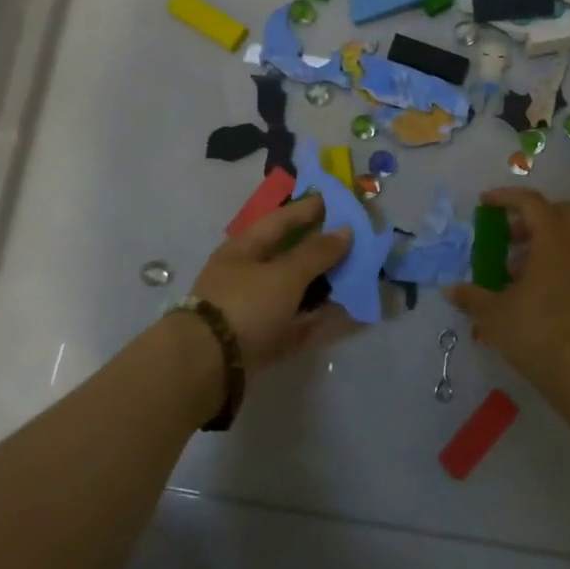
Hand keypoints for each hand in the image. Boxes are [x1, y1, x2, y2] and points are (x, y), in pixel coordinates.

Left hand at [188, 194, 355, 368]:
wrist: (208, 365)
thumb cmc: (245, 304)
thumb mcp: (284, 274)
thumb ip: (317, 253)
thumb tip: (346, 230)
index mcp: (245, 249)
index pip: (282, 220)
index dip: (310, 209)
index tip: (340, 203)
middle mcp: (249, 275)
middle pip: (292, 256)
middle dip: (324, 250)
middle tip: (358, 242)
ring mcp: (257, 309)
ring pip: (298, 291)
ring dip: (327, 285)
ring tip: (362, 277)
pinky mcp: (267, 339)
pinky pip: (302, 322)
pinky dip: (325, 318)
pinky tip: (353, 315)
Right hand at [446, 188, 569, 392]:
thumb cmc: (537, 333)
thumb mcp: (494, 315)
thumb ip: (471, 297)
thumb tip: (451, 289)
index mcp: (553, 241)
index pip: (531, 202)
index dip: (506, 197)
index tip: (484, 203)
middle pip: (560, 212)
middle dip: (531, 217)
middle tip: (507, 237)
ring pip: (569, 238)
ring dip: (541, 244)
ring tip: (513, 275)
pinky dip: (554, 264)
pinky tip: (533, 294)